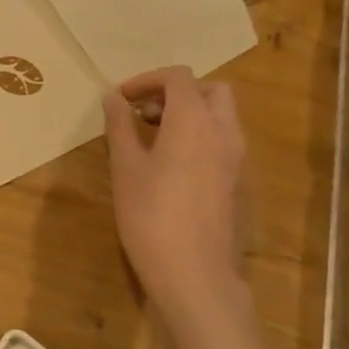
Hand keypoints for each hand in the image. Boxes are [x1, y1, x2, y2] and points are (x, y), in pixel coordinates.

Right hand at [102, 66, 249, 314]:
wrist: (193, 271)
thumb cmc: (150, 214)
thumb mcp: (125, 167)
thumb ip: (120, 126)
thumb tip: (112, 98)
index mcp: (194, 121)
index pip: (178, 78)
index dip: (146, 80)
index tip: (120, 98)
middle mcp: (223, 132)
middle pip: (210, 91)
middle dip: (175, 93)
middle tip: (142, 113)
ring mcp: (235, 158)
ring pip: (219, 117)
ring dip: (188, 114)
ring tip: (150, 137)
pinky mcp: (235, 181)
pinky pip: (221, 141)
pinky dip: (198, 136)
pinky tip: (168, 163)